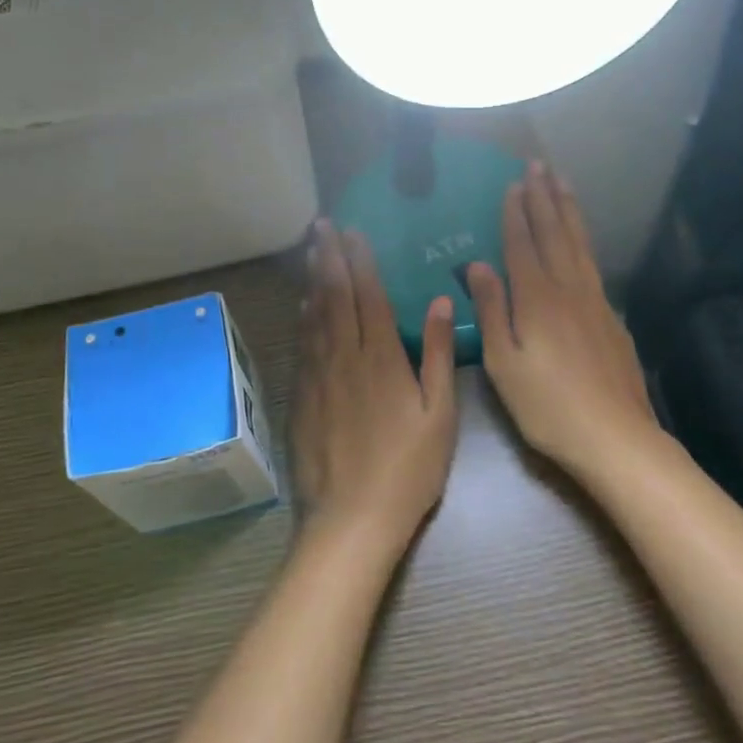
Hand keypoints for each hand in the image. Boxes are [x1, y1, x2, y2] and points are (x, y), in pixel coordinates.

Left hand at [293, 221, 458, 554]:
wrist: (352, 517)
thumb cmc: (407, 469)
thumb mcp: (439, 415)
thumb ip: (439, 355)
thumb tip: (441, 302)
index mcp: (382, 358)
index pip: (369, 295)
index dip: (360, 260)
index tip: (352, 231)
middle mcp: (345, 356)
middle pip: (335, 296)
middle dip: (329, 256)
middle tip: (322, 225)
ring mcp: (318, 375)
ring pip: (314, 315)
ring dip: (313, 279)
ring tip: (311, 250)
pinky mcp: (301, 396)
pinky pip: (302, 344)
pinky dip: (303, 317)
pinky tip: (303, 304)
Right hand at [467, 163, 659, 478]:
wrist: (616, 437)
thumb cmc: (547, 405)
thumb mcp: (503, 362)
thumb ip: (490, 310)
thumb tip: (476, 265)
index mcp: (536, 298)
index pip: (522, 244)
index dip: (516, 212)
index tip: (513, 183)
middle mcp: (568, 289)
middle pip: (555, 233)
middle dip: (545, 198)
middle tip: (539, 165)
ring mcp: (595, 302)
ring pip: (579, 244)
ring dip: (569, 211)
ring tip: (563, 184)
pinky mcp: (612, 318)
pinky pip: (593, 264)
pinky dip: (584, 241)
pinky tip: (581, 241)